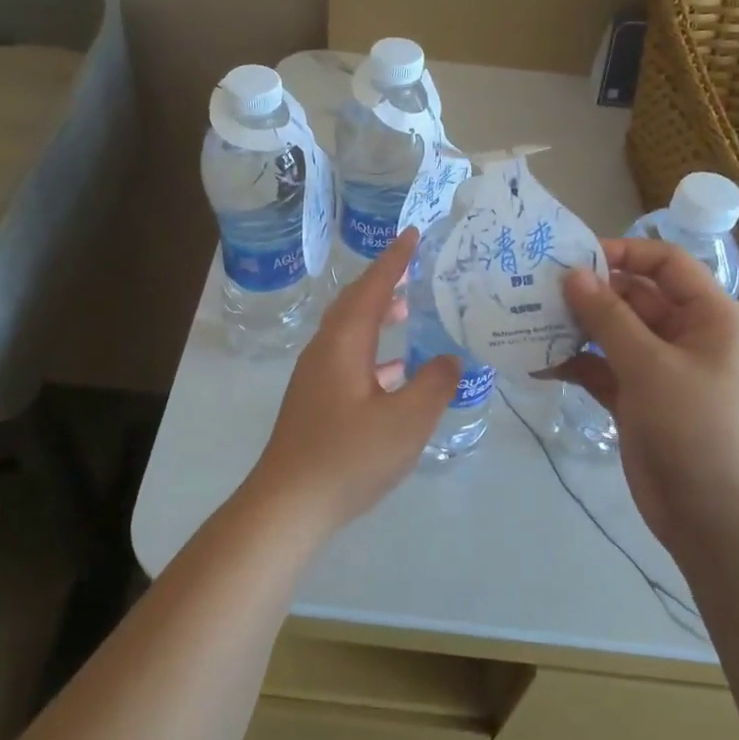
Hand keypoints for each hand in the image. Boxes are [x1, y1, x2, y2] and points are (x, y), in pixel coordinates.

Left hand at [246, 229, 460, 537]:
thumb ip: (434, 384)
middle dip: (384, 282)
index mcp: (343, 344)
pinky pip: (350, 358)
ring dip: (379, 316)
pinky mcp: (316, 402)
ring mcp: (316, 378)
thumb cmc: (347, 457)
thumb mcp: (405, 421)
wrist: (288, 505)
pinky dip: (375, 352)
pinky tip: (398, 373)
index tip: (413, 234)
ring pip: (351, 332)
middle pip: (355, 304)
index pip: (371, 288)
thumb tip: (450, 358)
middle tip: (416, 269)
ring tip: (411, 312)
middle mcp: (325, 351)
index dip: (394, 260)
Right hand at [553, 238, 738, 556]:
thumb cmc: (699, 430)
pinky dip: (574, 365)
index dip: (623, 253)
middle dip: (588, 293)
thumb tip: (573, 274)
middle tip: (534, 287)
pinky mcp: (637, 403)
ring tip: (526, 320)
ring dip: (575, 328)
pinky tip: (536, 363)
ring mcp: (660, 372)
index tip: (573, 257)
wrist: (720, 522)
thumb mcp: (652, 366)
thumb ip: (609, 317)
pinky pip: (601, 370)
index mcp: (709, 318)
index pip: (666, 264)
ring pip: (612, 335)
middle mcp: (685, 337)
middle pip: (633, 298)